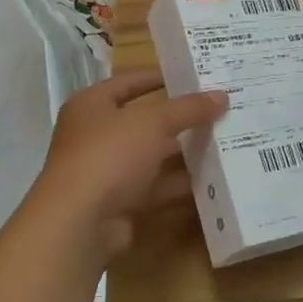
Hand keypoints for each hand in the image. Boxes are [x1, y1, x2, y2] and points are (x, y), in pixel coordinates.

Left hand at [30, 71, 227, 259]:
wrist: (79, 224)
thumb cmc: (109, 155)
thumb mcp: (153, 122)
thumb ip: (188, 108)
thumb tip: (222, 96)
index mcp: (92, 105)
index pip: (129, 82)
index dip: (160, 77)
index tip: (195, 76)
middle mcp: (95, 135)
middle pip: (144, 120)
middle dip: (180, 118)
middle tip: (218, 110)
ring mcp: (107, 171)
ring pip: (152, 155)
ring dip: (183, 152)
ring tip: (223, 141)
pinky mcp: (119, 202)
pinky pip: (156, 187)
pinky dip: (179, 184)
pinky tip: (212, 179)